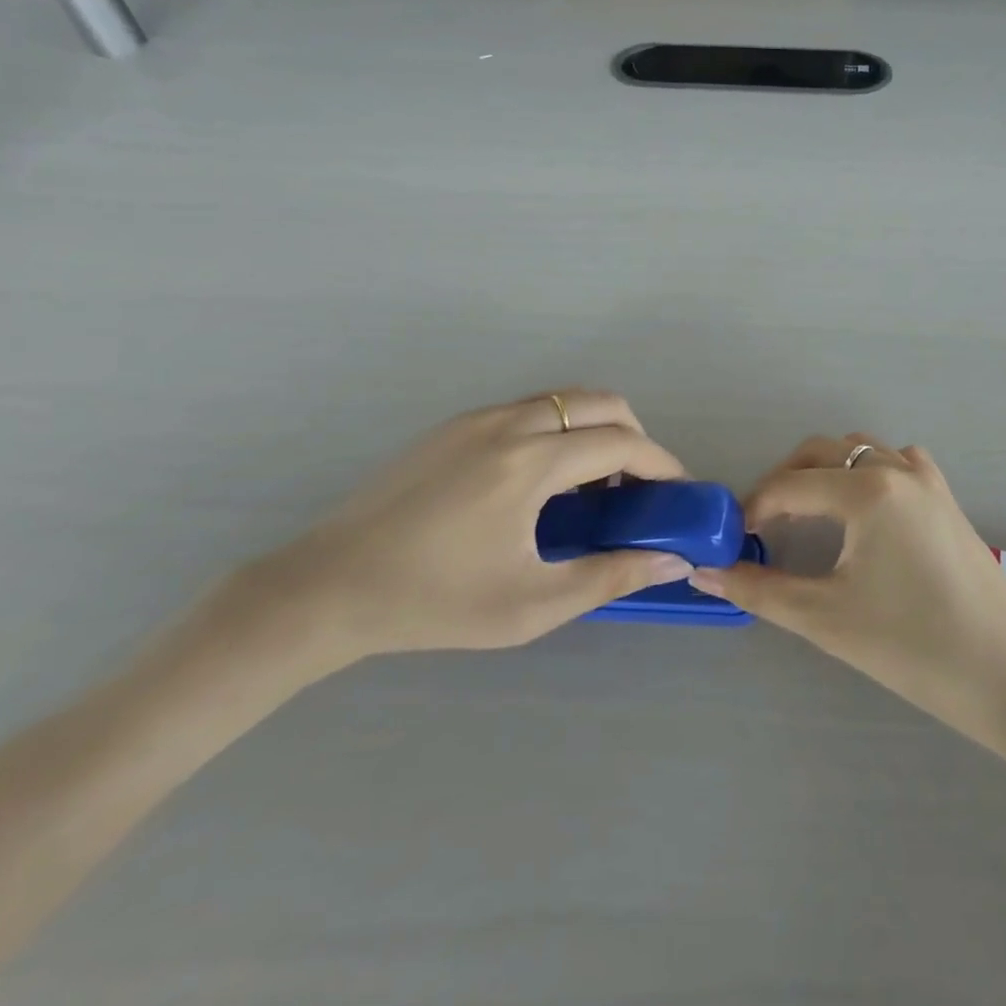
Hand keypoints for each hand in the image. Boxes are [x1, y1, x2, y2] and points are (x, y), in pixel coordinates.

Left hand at [245, 390, 691, 668]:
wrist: (328, 587)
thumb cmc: (435, 603)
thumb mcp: (531, 605)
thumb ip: (610, 576)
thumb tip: (673, 559)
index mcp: (529, 464)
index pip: (621, 442)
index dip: (661, 462)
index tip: (677, 491)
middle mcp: (509, 423)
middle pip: (600, 402)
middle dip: (634, 436)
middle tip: (638, 486)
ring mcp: (477, 418)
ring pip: (563, 400)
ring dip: (594, 430)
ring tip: (592, 485)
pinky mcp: (453, 425)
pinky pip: (528, 410)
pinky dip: (557, 430)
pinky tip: (540, 482)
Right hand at [694, 434, 1005, 794]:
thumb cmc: (912, 647)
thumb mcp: (825, 618)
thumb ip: (759, 589)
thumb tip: (704, 573)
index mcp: (866, 489)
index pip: (788, 486)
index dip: (752, 510)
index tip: (732, 540)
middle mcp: (896, 469)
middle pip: (821, 452)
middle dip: (785, 481)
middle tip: (764, 526)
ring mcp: (927, 480)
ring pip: (860, 451)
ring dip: (826, 471)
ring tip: (807, 516)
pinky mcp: (947, 498)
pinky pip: (897, 463)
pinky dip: (868, 473)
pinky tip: (864, 513)